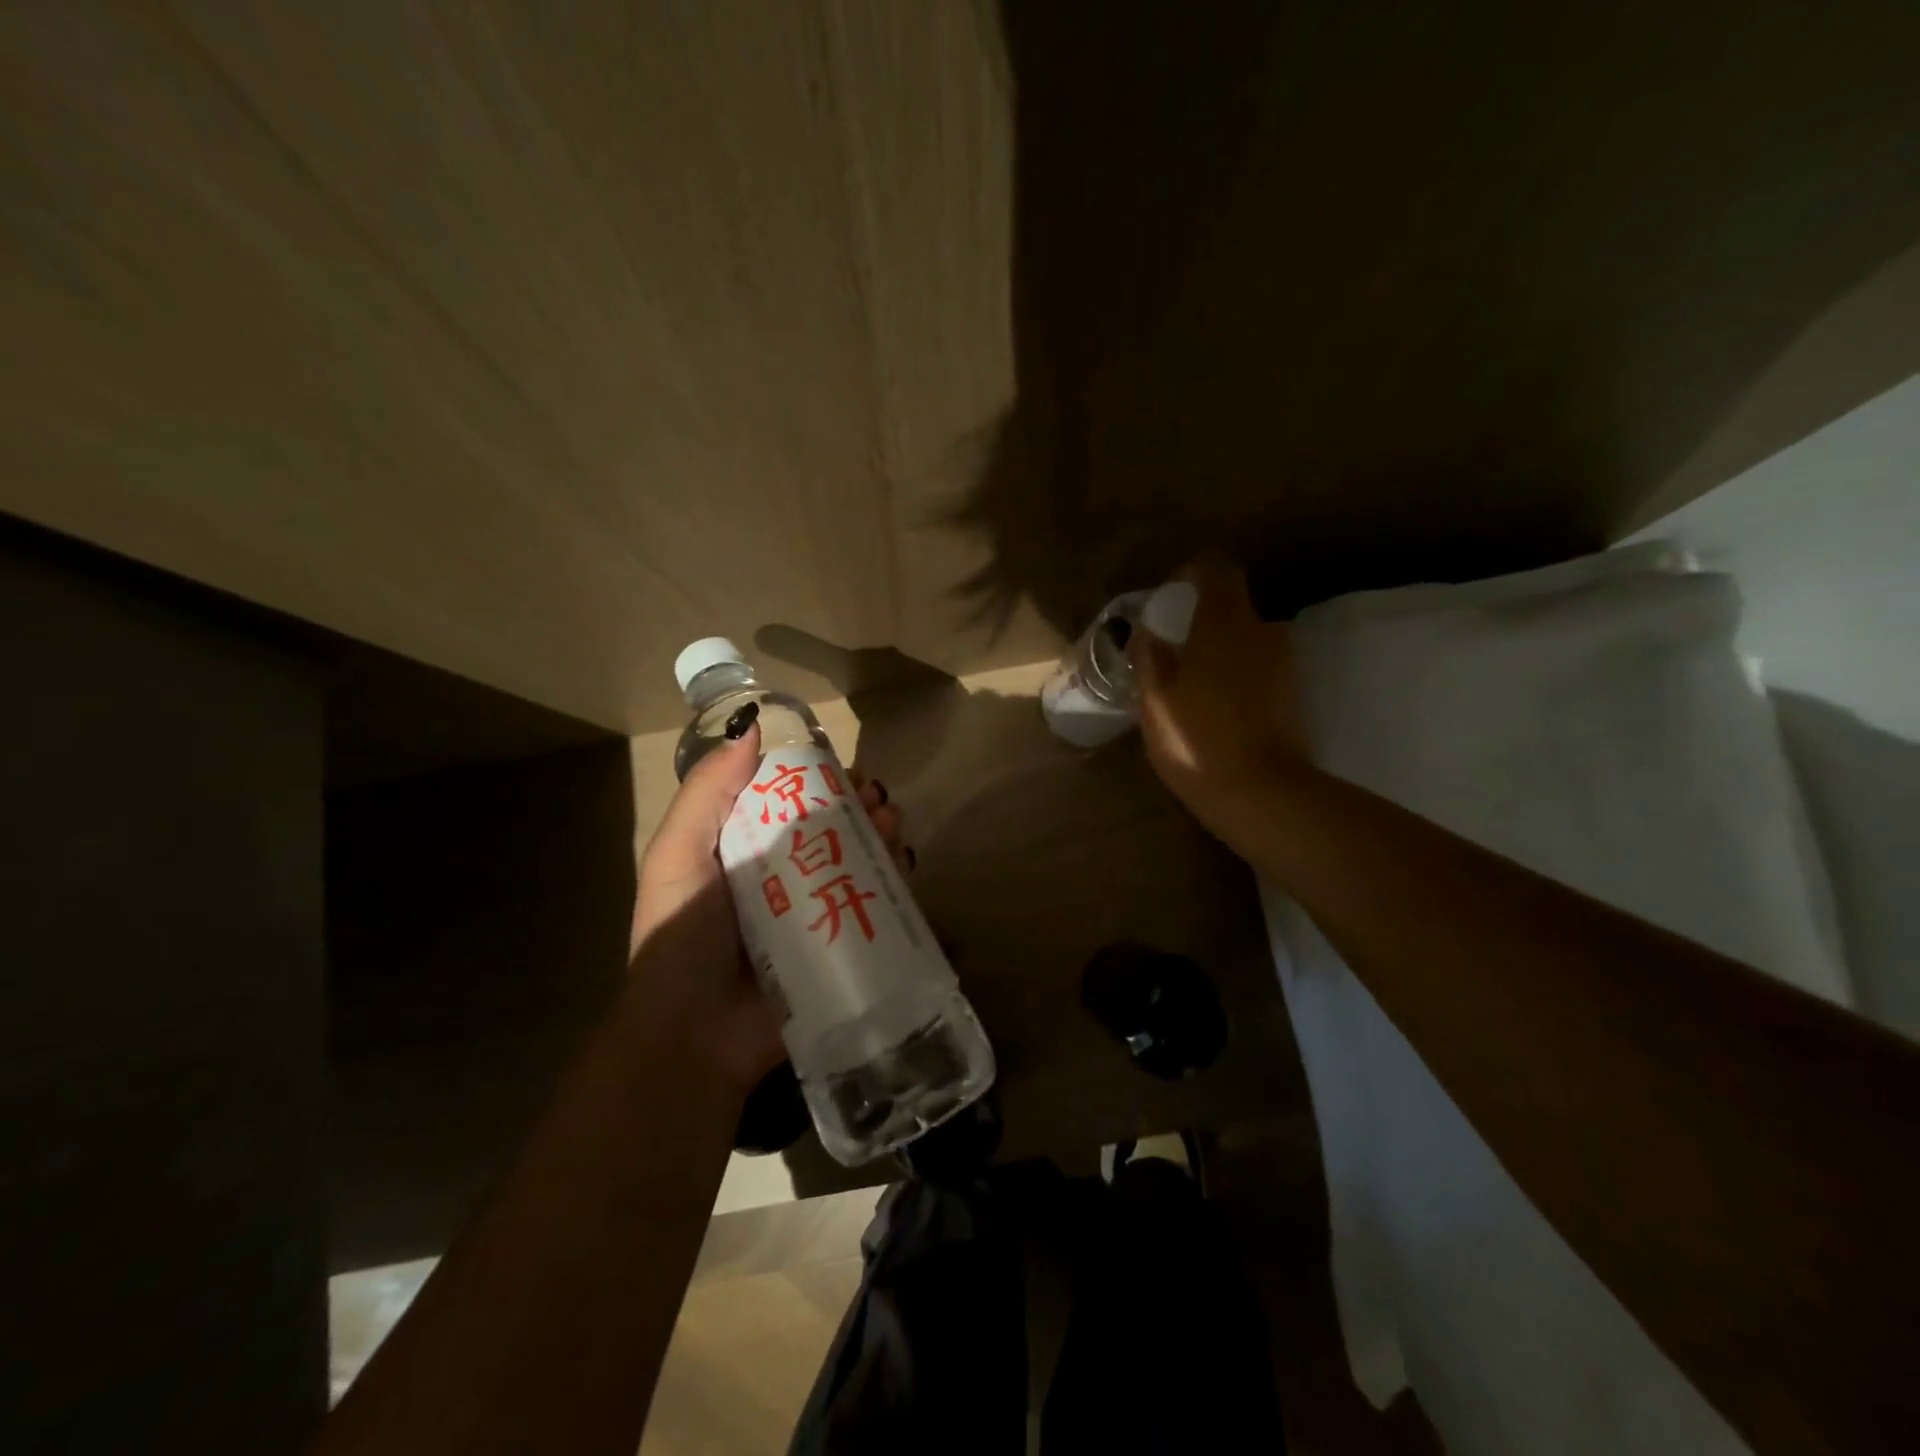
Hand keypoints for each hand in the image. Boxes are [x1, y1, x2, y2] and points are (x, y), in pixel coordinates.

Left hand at [632, 723, 909, 1091]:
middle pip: (837, 829)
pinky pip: (879, 908)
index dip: (823, 780)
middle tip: (876, 800)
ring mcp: (820, 912)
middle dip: (862, 806)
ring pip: (864, 862)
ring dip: (884, 835)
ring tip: (891, 825)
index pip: (794, 801)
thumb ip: (708, 792)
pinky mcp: (845, 947)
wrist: (694, 1032)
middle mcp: (788, 876)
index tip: (844, 770)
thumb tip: (751, 727)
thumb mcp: (679, 854)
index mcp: (749, 851)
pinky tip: (903, 866)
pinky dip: (898, 882)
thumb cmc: (681, 936)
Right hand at [1132, 558, 1309, 838]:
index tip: (1171, 597)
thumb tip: (1148, 634)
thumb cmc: (1197, 740)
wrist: (1262, 793)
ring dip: (1220, 650)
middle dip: (1202, 620)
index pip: (1217, 569)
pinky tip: (1216, 707)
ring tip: (1192, 684)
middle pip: (1231, 606)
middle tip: (1172, 651)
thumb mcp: (1156, 701)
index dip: (1193, 573)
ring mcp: (1284, 662)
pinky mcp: (1293, 692)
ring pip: (1246, 639)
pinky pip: (1258, 666)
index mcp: (1224, 623)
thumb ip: (1150, 658)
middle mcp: (1261, 631)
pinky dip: (1237, 673)